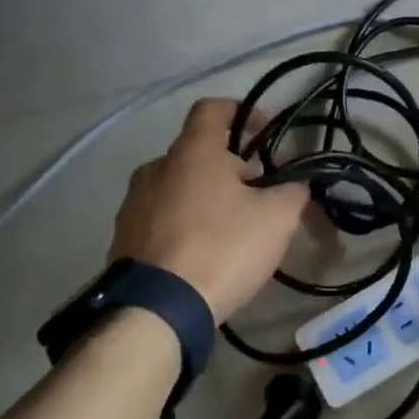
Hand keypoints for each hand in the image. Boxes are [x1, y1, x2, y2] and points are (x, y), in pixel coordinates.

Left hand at [107, 99, 309, 323]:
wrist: (157, 309)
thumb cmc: (222, 248)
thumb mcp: (277, 218)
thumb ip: (293, 191)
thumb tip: (296, 183)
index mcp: (192, 153)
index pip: (211, 109)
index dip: (241, 111)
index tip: (263, 130)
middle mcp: (156, 168)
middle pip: (198, 153)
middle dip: (231, 168)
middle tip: (258, 196)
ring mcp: (133, 203)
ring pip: (178, 186)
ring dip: (206, 196)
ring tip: (231, 228)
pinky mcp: (122, 238)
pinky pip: (161, 217)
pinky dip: (184, 223)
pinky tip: (203, 253)